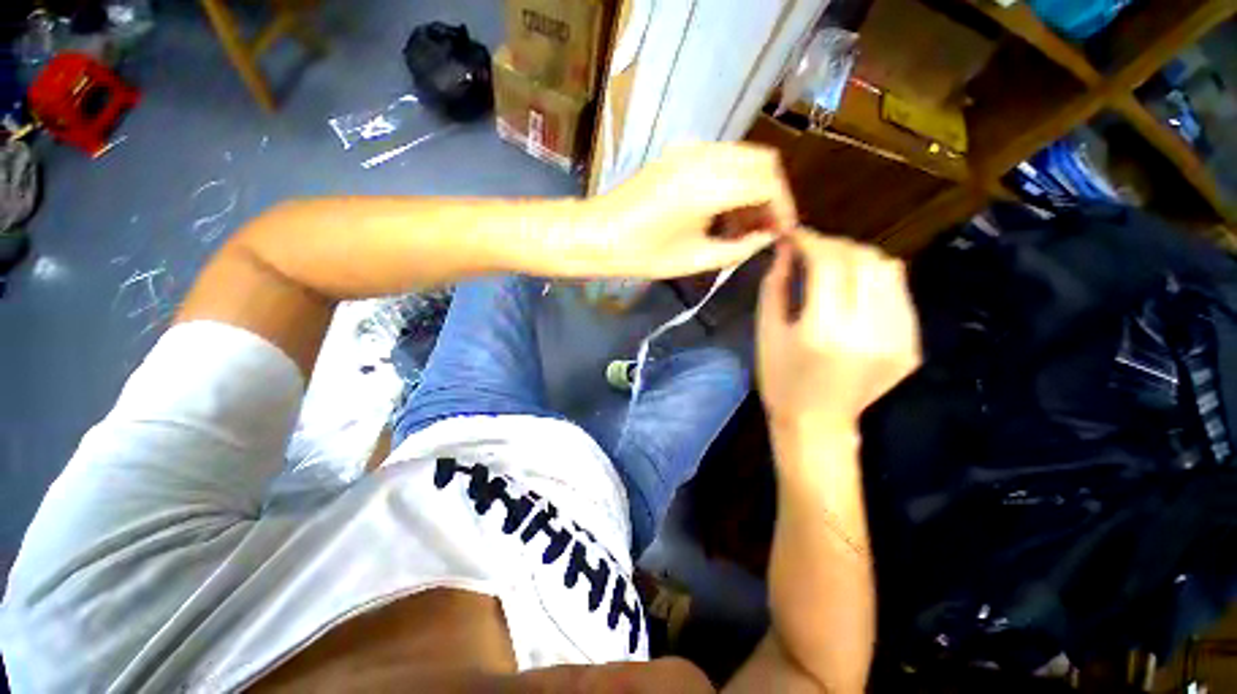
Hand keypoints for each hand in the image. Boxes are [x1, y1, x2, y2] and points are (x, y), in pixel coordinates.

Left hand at [569, 143, 796, 278]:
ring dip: (753, 185)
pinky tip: (723, 208)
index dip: (782, 208)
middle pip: (762, 162)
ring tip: (745, 223)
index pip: (767, 183)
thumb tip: (767, 237)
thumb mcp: (694, 259)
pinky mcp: (677, 153)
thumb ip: (738, 248)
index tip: (781, 232)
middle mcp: (704, 157)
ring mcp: (689, 150)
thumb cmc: (641, 254)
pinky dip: (733, 179)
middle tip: (765, 228)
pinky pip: (721, 158)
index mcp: (709, 185)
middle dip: (772, 194)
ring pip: (742, 157)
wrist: (597, 234)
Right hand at [757, 232, 919, 434]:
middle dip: (836, 245)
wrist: (818, 423)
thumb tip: (787, 249)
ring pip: (889, 270)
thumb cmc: (780, 380)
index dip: (811, 241)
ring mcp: (898, 339)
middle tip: (813, 249)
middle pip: (865, 260)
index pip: (828, 264)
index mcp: (824, 331)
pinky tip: (853, 291)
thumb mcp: (767, 332)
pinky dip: (874, 281)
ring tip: (834, 266)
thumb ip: (776, 284)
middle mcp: (868, 331)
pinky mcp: (911, 345)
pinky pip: (898, 294)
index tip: (796, 235)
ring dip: (858, 259)